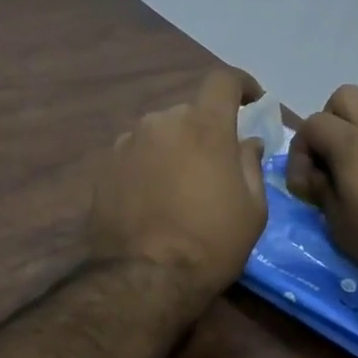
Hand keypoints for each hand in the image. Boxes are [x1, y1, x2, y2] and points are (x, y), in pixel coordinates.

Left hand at [89, 67, 267, 310]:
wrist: (144, 277)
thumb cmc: (210, 243)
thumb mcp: (252, 209)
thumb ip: (250, 164)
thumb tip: (246, 142)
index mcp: (203, 126)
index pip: (223, 80)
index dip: (241, 84)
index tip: (251, 100)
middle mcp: (161, 122)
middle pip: (189, 112)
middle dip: (206, 130)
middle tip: (215, 164)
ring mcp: (128, 142)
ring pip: (160, 133)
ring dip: (174, 148)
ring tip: (180, 187)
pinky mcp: (105, 166)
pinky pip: (136, 154)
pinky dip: (149, 165)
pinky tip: (153, 197)